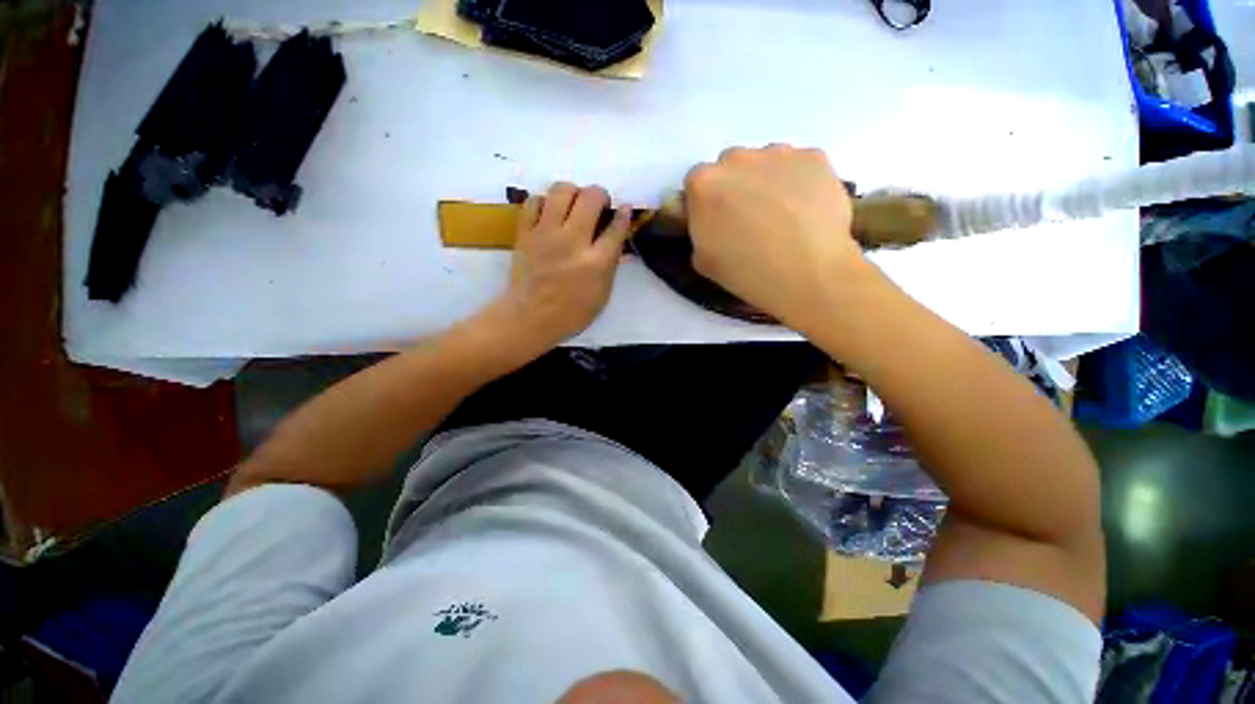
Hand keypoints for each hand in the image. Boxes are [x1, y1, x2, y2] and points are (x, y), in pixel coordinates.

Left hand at [492, 182, 632, 352]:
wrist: (531, 317)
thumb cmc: (572, 312)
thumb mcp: (602, 294)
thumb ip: (611, 265)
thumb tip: (616, 239)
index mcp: (596, 262)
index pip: (616, 227)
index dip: (624, 214)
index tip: (625, 209)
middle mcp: (573, 241)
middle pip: (591, 197)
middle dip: (600, 194)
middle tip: (599, 204)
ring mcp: (546, 234)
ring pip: (562, 190)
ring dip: (573, 191)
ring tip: (574, 203)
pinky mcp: (525, 232)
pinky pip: (534, 201)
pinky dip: (545, 201)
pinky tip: (550, 212)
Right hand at [685, 145, 875, 330]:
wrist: (807, 273)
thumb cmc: (747, 272)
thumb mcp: (702, 260)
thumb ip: (699, 230)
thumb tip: (711, 223)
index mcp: (703, 184)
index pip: (696, 184)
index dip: (706, 205)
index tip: (717, 223)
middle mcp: (737, 158)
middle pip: (730, 167)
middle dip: (735, 188)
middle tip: (748, 220)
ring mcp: (778, 152)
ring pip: (765, 162)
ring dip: (766, 182)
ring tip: (781, 217)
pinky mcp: (814, 156)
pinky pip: (798, 165)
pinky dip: (798, 182)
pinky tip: (805, 211)